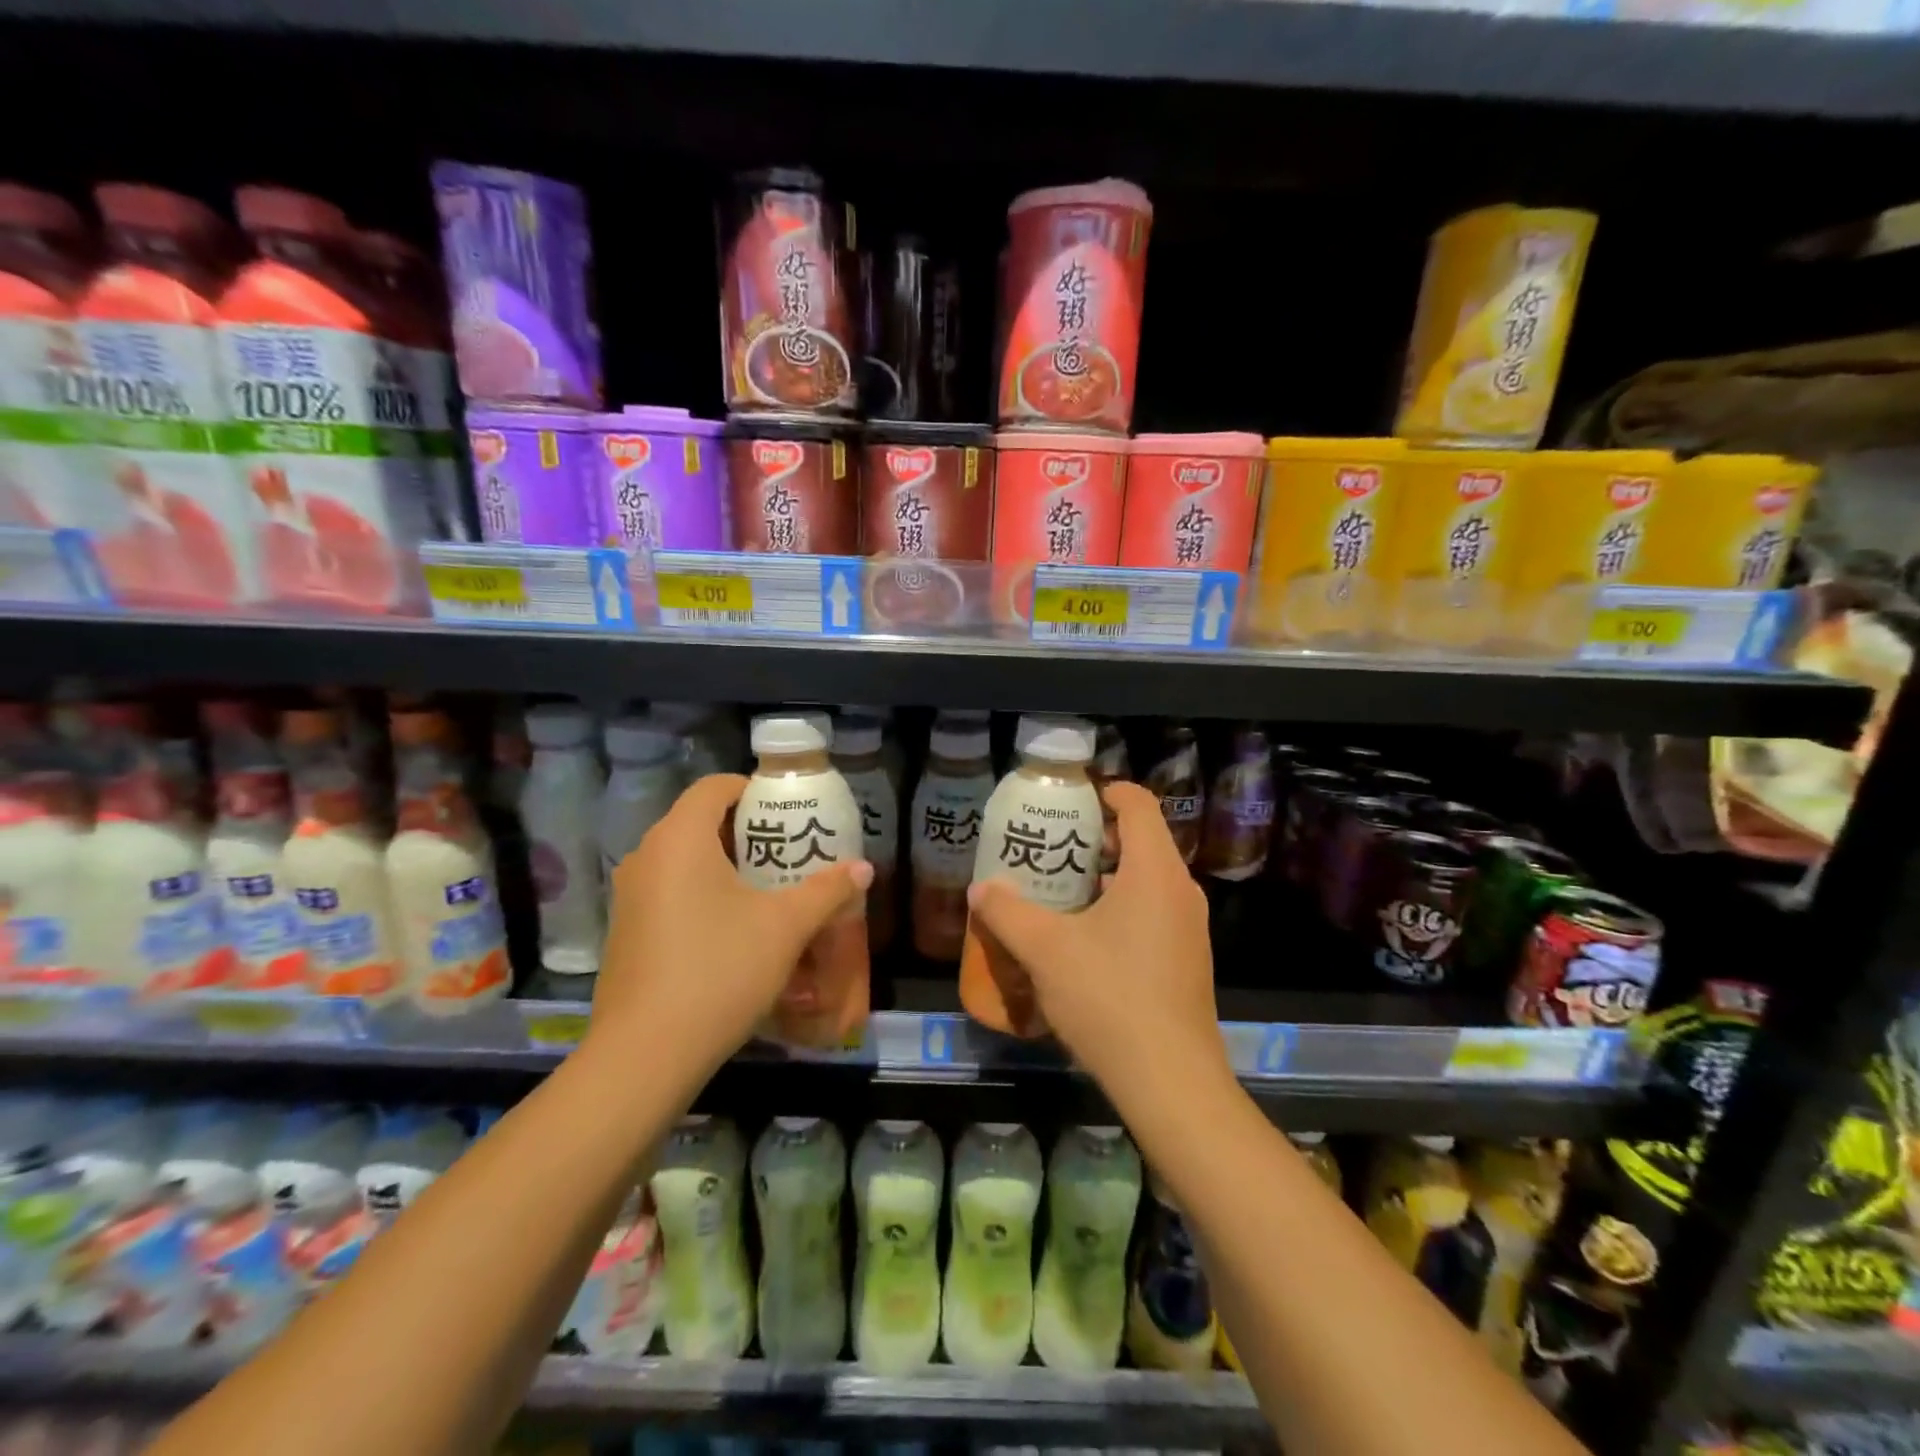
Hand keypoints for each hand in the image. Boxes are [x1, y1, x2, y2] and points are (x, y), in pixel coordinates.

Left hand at [589, 773, 872, 1077]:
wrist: (646, 1054)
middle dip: (747, 832)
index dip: (753, 790)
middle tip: (789, 852)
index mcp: (679, 839)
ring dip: (726, 866)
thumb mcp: (785, 927)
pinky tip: (733, 930)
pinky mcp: (625, 932)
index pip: (714, 787)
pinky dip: (702, 894)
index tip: (788, 813)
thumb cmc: (720, 970)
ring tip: (769, 890)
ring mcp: (630, 896)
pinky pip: (669, 892)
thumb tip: (864, 868)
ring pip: (684, 860)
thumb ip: (827, 891)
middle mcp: (646, 857)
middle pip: (699, 822)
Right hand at [965, 780, 1232, 1124]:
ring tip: (1059, 893)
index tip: (1069, 801)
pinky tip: (1084, 940)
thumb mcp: (1045, 950)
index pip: (1138, 804)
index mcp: (1154, 871)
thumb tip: (980, 888)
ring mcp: (1189, 928)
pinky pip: (1153, 912)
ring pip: (1147, 880)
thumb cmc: (1109, 997)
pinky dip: (1120, 908)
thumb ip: (1007, 912)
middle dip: (1095, 838)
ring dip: (1105, 877)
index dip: (1105, 791)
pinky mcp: (1188, 960)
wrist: (1170, 1081)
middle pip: (1142, 840)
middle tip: (1050, 849)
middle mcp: (1180, 890)